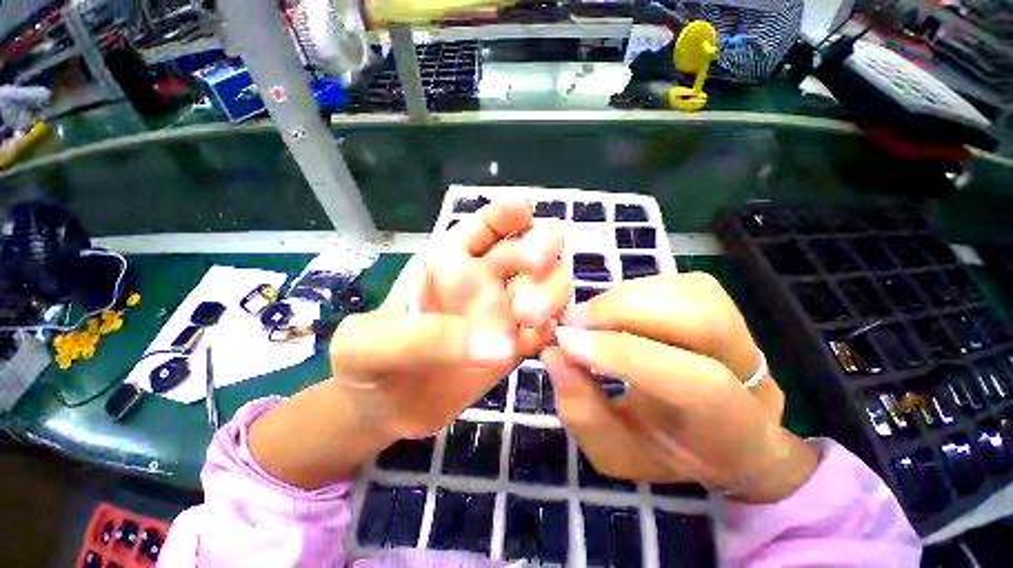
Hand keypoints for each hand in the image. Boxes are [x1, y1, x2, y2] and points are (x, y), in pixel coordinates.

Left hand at [331, 198, 569, 438]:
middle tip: (530, 265)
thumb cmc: (367, 364)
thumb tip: (497, 345)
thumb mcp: (369, 345)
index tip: (521, 209)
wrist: (381, 411)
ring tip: (529, 316)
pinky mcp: (515, 347)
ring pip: (548, 285)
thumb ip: (421, 338)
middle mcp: (485, 280)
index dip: (506, 212)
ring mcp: (504, 314)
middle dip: (541, 245)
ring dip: (550, 291)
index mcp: (451, 260)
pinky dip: (554, 329)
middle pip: (532, 247)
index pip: (486, 225)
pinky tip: (547, 338)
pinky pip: (545, 330)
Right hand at [543, 273, 816, 502]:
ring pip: (689, 292)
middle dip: (623, 311)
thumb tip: (555, 353)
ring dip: (624, 297)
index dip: (623, 353)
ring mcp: (742, 330)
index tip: (566, 341)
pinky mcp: (721, 304)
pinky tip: (612, 310)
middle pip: (702, 321)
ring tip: (589, 317)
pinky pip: (677, 283)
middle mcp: (750, 373)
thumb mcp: (613, 451)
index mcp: (730, 428)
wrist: (720, 434)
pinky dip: (634, 290)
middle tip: (573, 320)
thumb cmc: (665, 449)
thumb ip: (581, 409)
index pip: (692, 380)